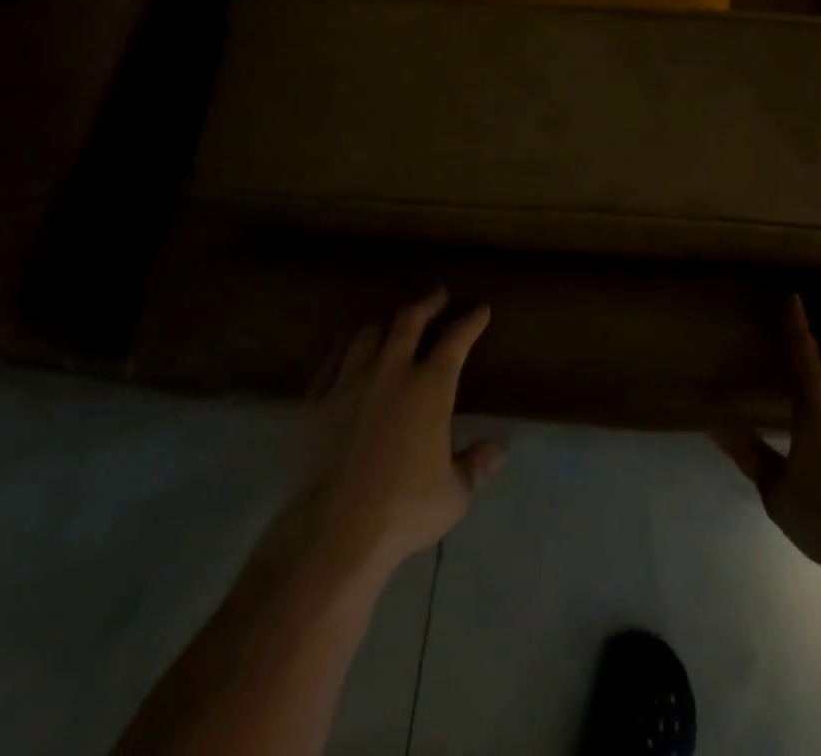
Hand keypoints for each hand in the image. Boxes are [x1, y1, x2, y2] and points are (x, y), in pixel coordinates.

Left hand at [297, 288, 506, 579]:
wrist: (337, 529)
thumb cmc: (406, 508)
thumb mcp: (455, 492)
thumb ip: (477, 464)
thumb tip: (501, 447)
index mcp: (431, 386)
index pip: (456, 338)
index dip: (471, 319)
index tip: (480, 308)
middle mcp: (392, 370)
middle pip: (409, 319)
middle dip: (427, 300)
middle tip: (437, 292)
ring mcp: (350, 381)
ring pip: (369, 330)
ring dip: (386, 315)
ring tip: (394, 311)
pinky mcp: (319, 400)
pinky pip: (333, 359)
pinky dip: (347, 345)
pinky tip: (350, 345)